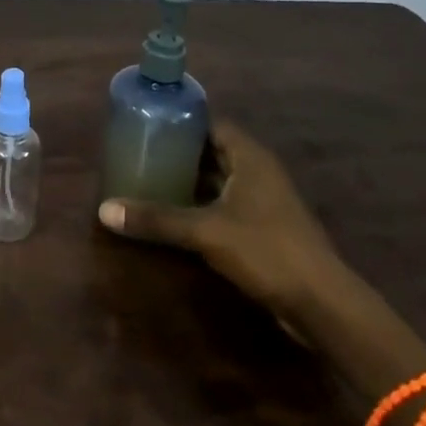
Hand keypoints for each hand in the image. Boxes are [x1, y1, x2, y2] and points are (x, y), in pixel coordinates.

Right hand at [97, 120, 344, 330]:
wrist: (321, 304)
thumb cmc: (266, 250)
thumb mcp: (205, 231)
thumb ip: (157, 219)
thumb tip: (104, 211)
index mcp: (250, 157)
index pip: (211, 123)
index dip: (181, 121)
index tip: (148, 123)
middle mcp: (258, 171)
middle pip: (213, 150)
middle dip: (179, 152)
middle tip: (141, 152)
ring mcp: (264, 200)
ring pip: (219, 179)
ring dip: (190, 180)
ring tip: (150, 179)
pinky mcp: (264, 228)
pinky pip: (225, 204)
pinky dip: (201, 204)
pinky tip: (175, 214)